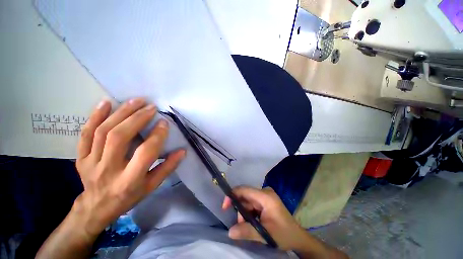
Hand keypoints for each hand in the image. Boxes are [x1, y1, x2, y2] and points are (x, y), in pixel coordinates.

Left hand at [74, 98, 185, 236]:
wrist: (97, 207)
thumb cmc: (129, 196)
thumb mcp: (152, 186)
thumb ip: (168, 167)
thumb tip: (182, 151)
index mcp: (130, 179)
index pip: (145, 152)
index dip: (157, 135)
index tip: (164, 122)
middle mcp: (108, 169)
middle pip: (120, 137)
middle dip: (137, 118)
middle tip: (150, 107)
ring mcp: (91, 162)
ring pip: (103, 131)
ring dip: (121, 113)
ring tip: (135, 101)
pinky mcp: (81, 157)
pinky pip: (85, 134)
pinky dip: (95, 116)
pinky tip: (106, 103)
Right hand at [222, 186, 306, 250]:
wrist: (297, 237)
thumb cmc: (284, 234)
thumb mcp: (265, 234)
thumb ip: (247, 231)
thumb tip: (230, 232)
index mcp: (265, 196)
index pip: (244, 190)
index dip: (233, 195)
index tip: (225, 206)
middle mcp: (264, 192)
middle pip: (245, 196)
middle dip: (240, 210)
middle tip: (241, 225)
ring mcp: (265, 196)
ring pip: (247, 201)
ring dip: (244, 214)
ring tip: (248, 227)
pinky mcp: (265, 201)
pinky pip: (252, 204)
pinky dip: (249, 214)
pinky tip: (252, 223)